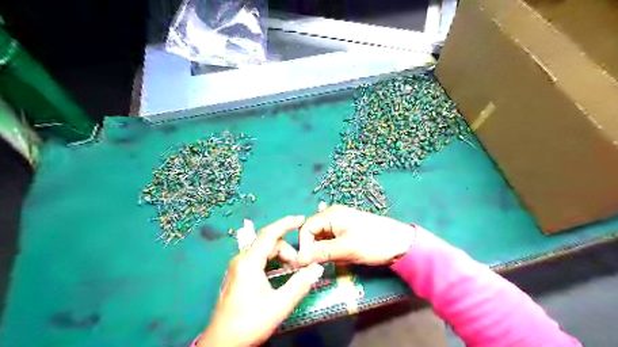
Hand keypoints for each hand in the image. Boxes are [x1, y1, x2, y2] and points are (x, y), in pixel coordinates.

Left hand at [201, 215, 324, 344]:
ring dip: (280, 256)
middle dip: (287, 249)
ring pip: (264, 251)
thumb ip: (299, 285)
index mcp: (249, 262)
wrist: (222, 343)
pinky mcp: (238, 274)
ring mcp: (238, 266)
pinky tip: (280, 274)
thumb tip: (317, 268)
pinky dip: (272, 261)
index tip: (302, 219)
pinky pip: (259, 259)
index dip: (287, 223)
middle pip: (268, 242)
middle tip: (300, 265)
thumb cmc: (249, 323)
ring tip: (292, 271)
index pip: (270, 234)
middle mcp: (241, 259)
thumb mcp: (278, 305)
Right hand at [296, 207, 414, 264]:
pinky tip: (344, 258)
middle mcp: (332, 217)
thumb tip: (298, 259)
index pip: (306, 228)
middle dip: (315, 250)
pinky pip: (332, 243)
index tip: (308, 263)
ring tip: (337, 260)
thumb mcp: (346, 248)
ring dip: (325, 253)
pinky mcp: (346, 234)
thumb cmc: (373, 242)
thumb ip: (320, 252)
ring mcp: (340, 225)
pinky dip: (333, 253)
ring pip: (322, 240)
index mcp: (330, 214)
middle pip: (313, 234)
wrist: (401, 244)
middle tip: (323, 264)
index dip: (304, 245)